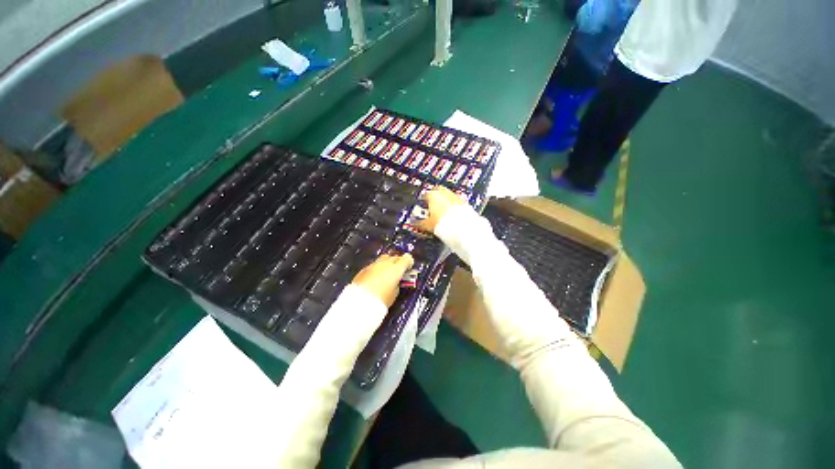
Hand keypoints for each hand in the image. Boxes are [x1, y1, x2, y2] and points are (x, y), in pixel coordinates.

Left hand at [352, 254, 414, 306]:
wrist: (359, 303)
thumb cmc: (381, 300)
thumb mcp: (395, 293)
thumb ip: (397, 284)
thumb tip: (396, 281)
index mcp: (396, 269)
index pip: (406, 259)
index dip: (409, 262)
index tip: (409, 268)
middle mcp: (385, 263)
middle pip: (395, 257)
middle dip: (398, 262)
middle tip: (399, 270)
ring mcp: (374, 264)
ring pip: (384, 258)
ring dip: (387, 263)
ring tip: (388, 272)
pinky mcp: (364, 269)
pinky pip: (374, 265)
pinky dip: (378, 268)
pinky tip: (377, 277)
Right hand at [416, 186, 465, 233]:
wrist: (463, 228)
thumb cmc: (444, 224)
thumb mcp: (427, 225)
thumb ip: (419, 222)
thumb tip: (414, 223)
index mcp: (433, 195)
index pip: (424, 195)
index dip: (422, 201)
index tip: (422, 206)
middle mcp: (444, 193)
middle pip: (437, 192)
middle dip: (434, 198)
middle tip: (431, 207)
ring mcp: (456, 197)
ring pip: (447, 196)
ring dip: (444, 202)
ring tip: (441, 213)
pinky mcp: (465, 203)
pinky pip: (456, 202)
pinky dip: (452, 207)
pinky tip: (451, 215)